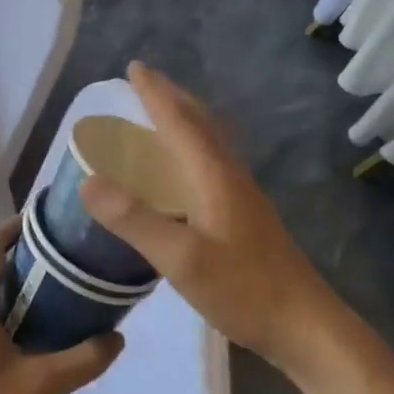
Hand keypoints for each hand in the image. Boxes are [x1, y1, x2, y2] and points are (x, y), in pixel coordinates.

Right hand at [80, 61, 345, 373]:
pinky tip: (186, 169)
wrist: (306, 325)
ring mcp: (243, 194)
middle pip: (201, 122)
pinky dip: (193, 146)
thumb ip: (135, 220)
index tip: (134, 68)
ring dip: (186, 118)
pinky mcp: (247, 214)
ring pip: (211, 141)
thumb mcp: (182, 259)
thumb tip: (88, 181)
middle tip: (145, 81)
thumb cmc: (243, 290)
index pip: (180, 121)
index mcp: (214, 176)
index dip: (156, 94)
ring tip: (162, 113)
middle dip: (172, 97)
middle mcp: (230, 175)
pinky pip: (214, 161)